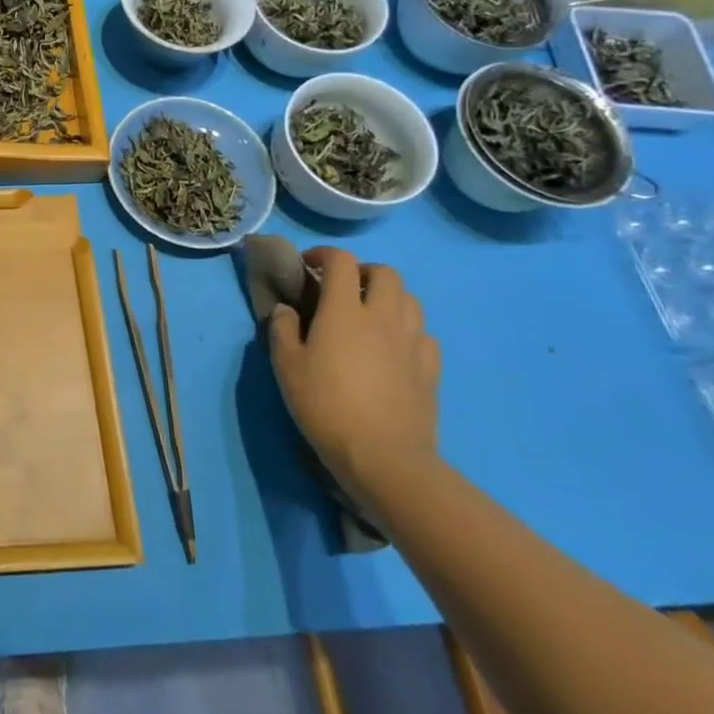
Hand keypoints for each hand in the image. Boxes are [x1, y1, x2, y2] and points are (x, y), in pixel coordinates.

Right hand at [267, 247, 439, 514]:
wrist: (384, 458)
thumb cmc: (325, 405)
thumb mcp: (286, 366)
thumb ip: (283, 329)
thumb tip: (287, 309)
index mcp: (345, 311)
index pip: (341, 262)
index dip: (323, 255)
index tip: (307, 265)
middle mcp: (383, 317)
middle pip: (386, 273)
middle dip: (363, 272)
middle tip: (342, 289)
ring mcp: (412, 343)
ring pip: (410, 300)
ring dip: (389, 297)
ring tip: (369, 315)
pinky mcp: (431, 369)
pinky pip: (424, 335)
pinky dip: (407, 330)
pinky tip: (393, 348)